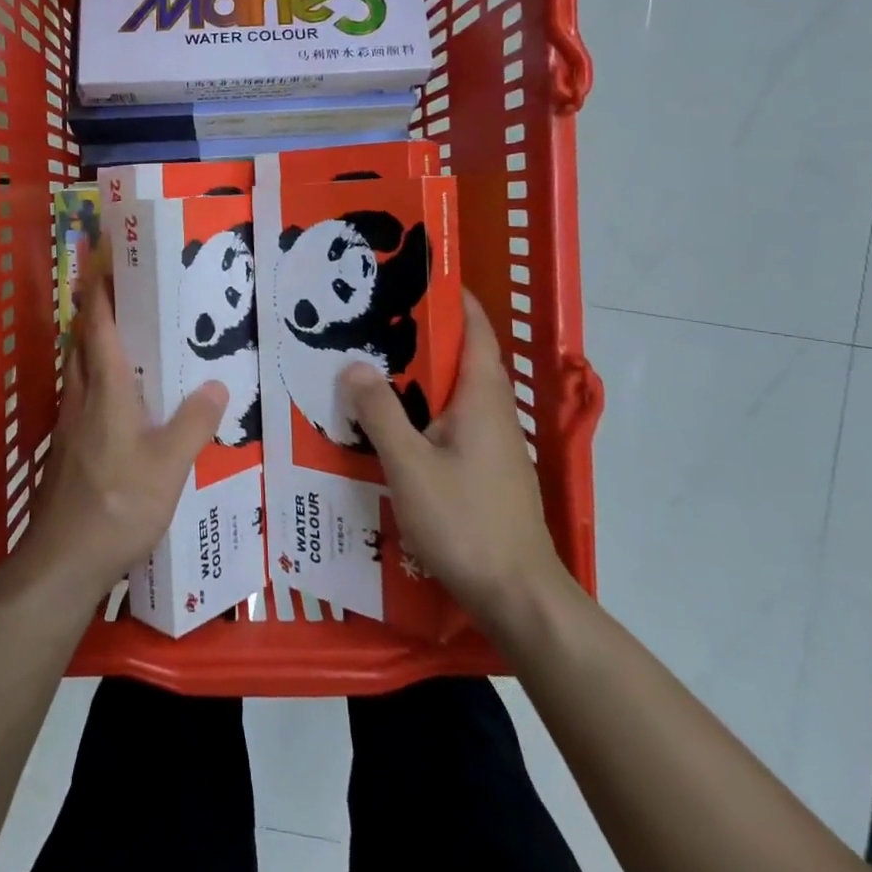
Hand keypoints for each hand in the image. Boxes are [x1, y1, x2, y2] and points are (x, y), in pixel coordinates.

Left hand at [14, 256, 227, 611]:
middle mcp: (81, 398)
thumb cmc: (118, 504)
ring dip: (93, 345)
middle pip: (81, 343)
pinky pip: (81, 397)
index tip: (103, 262)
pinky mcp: (67, 450)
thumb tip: (216, 385)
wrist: (64, 560)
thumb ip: (194, 422)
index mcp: (105, 390)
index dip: (99, 292)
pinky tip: (118, 401)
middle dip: (95, 312)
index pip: (97, 326)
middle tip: (122, 294)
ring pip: (78, 370)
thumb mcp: (169, 465)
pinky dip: (96, 380)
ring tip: (124, 338)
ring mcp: (69, 425)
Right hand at [341, 290, 565, 630]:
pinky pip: (451, 422)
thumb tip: (354, 365)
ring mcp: (493, 445)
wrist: (518, 596)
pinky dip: (423, 409)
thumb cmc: (466, 522)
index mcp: (482, 398)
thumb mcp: (410, 465)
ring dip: (419, 375)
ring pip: (454, 393)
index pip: (475, 330)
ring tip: (371, 365)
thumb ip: (381, 412)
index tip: (417, 275)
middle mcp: (493, 413)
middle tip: (372, 320)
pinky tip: (390, 424)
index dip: (453, 298)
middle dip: (422, 335)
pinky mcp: (486, 471)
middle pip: (462, 358)